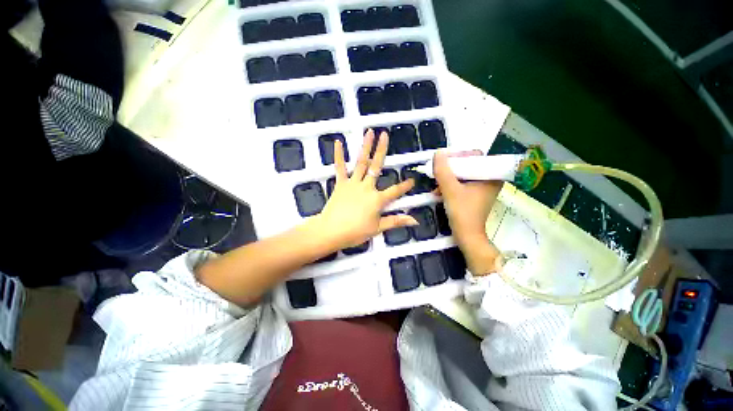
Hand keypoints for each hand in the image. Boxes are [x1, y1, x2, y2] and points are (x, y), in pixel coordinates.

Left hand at [316, 129, 416, 248]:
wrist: (331, 231)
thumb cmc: (356, 232)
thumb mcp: (378, 228)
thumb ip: (396, 221)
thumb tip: (415, 221)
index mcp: (377, 199)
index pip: (395, 191)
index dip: (405, 186)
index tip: (413, 180)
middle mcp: (367, 187)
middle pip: (376, 166)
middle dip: (381, 150)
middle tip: (385, 135)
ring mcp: (353, 183)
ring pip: (361, 163)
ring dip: (365, 147)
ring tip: (369, 132)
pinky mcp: (341, 184)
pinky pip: (340, 167)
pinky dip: (339, 155)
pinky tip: (338, 142)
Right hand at [433, 151, 502, 273]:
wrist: (467, 236)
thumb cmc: (462, 212)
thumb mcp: (450, 190)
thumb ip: (443, 171)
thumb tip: (437, 154)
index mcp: (490, 176)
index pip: (474, 155)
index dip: (458, 156)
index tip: (444, 162)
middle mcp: (489, 179)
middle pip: (467, 165)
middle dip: (450, 169)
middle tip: (438, 173)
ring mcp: (482, 188)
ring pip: (462, 175)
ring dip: (448, 179)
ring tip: (436, 186)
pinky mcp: (474, 196)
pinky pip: (461, 184)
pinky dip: (450, 186)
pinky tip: (439, 192)